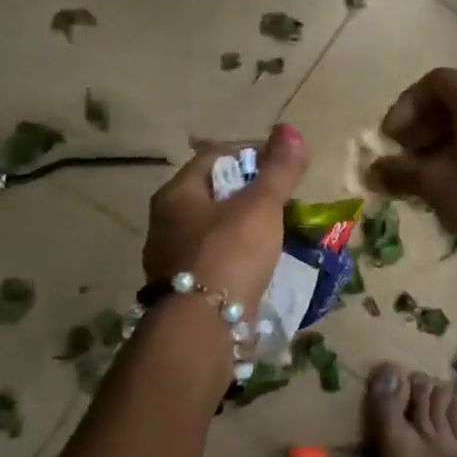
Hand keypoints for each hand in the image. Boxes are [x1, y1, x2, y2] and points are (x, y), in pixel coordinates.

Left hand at [143, 124, 309, 308]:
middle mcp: (165, 222)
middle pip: (213, 192)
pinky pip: (215, 259)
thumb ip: (279, 169)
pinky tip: (260, 264)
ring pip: (214, 228)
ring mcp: (171, 258)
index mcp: (177, 193)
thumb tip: (291, 129)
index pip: (214, 156)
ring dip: (244, 226)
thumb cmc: (229, 253)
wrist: (202, 327)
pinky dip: (238, 255)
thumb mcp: (261, 205)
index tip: (281, 167)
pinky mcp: (183, 289)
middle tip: (283, 201)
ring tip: (278, 233)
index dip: (250, 154)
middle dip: (249, 193)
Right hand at [374, 69, 456, 264]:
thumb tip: (371, 171)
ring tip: (420, 171)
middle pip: (451, 100)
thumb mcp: (434, 183)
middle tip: (403, 155)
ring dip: (439, 139)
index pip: (434, 82)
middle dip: (421, 125)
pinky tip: (447, 179)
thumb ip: (399, 170)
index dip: (406, 106)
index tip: (392, 138)